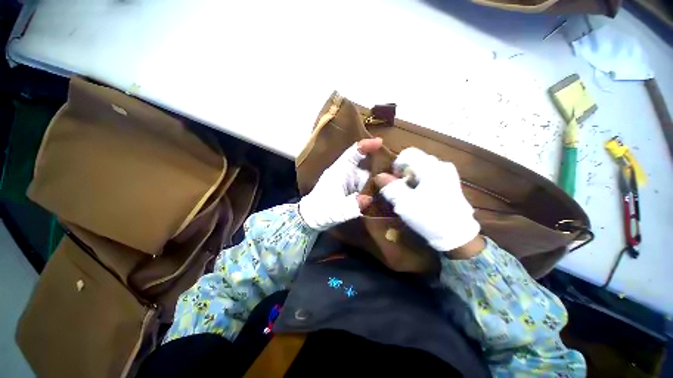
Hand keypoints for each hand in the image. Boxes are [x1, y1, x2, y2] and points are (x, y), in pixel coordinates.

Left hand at [299, 138, 382, 229]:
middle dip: (377, 168)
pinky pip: (363, 185)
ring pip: (365, 176)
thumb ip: (352, 205)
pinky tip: (379, 194)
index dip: (365, 146)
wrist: (311, 217)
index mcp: (339, 172)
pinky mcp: (349, 189)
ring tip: (389, 186)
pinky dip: (370, 188)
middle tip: (394, 172)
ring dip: (375, 181)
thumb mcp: (336, 210)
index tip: (380, 142)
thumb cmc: (320, 211)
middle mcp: (344, 173)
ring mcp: (347, 181)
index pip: (352, 153)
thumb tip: (369, 199)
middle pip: (364, 166)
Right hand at [374, 147, 483, 257]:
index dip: (396, 165)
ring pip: (422, 168)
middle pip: (415, 161)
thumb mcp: (404, 202)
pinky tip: (422, 196)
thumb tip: (379, 176)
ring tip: (411, 194)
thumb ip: (390, 187)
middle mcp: (441, 165)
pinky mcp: (451, 182)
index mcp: (431, 167)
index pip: (408, 154)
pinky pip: (431, 175)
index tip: (394, 181)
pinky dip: (421, 182)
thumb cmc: (429, 216)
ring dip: (412, 178)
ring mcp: (448, 174)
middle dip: (404, 173)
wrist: (457, 235)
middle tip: (401, 190)